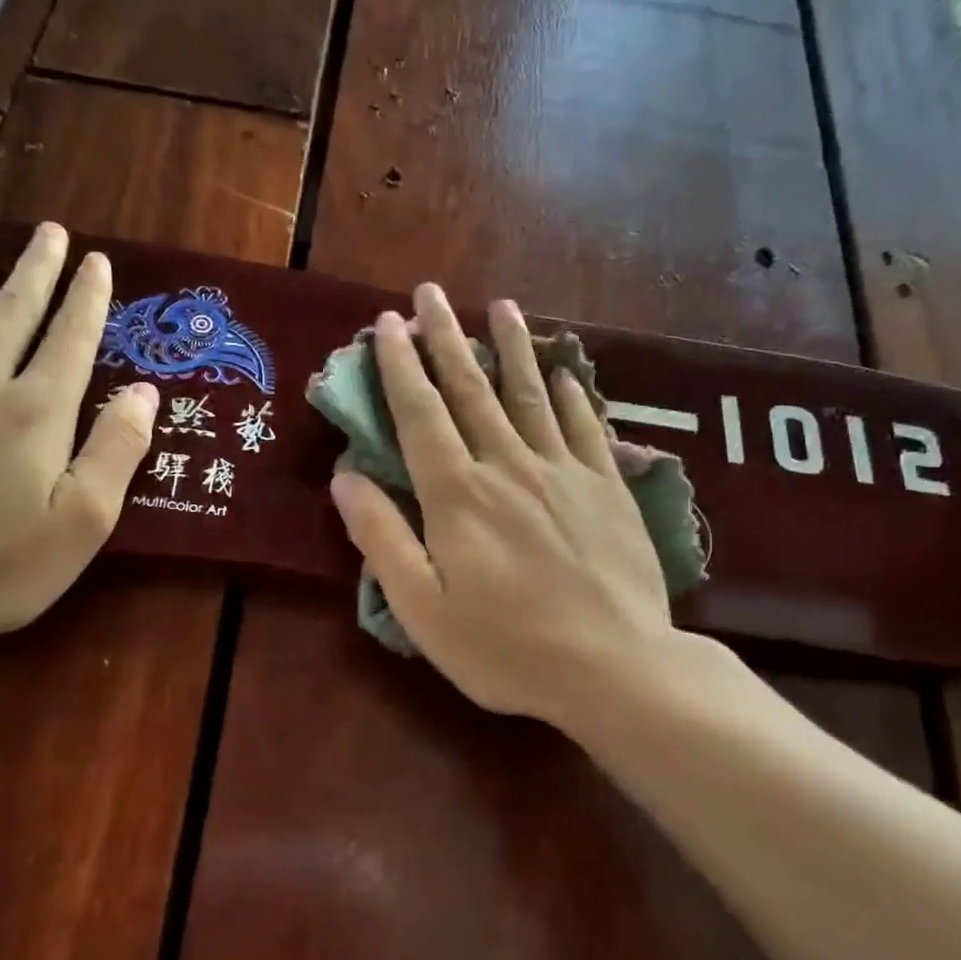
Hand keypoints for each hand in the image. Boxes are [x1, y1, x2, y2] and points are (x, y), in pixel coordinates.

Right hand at [330, 283, 685, 730]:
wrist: (615, 667)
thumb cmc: (506, 649)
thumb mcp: (423, 609)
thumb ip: (382, 539)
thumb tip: (345, 477)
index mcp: (458, 496)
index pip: (421, 415)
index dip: (400, 366)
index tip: (388, 323)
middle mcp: (508, 466)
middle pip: (472, 390)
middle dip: (447, 338)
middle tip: (431, 292)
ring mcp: (564, 472)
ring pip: (531, 394)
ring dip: (511, 348)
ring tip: (500, 306)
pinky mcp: (608, 487)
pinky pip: (586, 426)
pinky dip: (573, 394)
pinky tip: (566, 371)